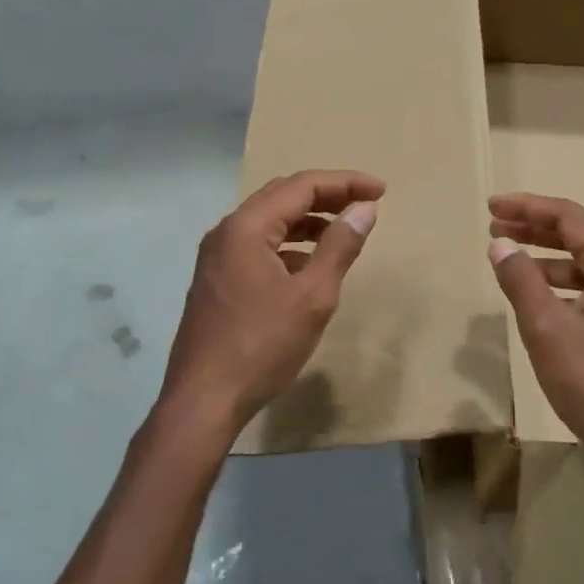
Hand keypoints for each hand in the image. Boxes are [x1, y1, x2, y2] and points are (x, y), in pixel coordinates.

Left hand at [160, 170, 383, 443]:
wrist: (203, 401)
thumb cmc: (261, 346)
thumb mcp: (312, 296)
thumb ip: (339, 247)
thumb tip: (363, 208)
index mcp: (246, 227)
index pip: (301, 186)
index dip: (344, 183)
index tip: (380, 191)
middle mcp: (226, 232)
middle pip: (282, 197)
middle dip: (326, 196)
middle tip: (365, 204)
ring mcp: (216, 257)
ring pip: (269, 223)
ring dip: (307, 222)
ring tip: (343, 234)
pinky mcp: (216, 280)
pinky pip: (257, 247)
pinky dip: (288, 246)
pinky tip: (309, 268)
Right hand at [487, 193, 583, 468]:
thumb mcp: (547, 327)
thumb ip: (520, 280)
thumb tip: (500, 244)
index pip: (570, 218)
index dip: (528, 207)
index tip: (492, 207)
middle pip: (581, 238)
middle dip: (536, 230)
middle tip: (495, 227)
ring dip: (547, 260)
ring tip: (509, 262)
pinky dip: (562, 288)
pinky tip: (539, 302)